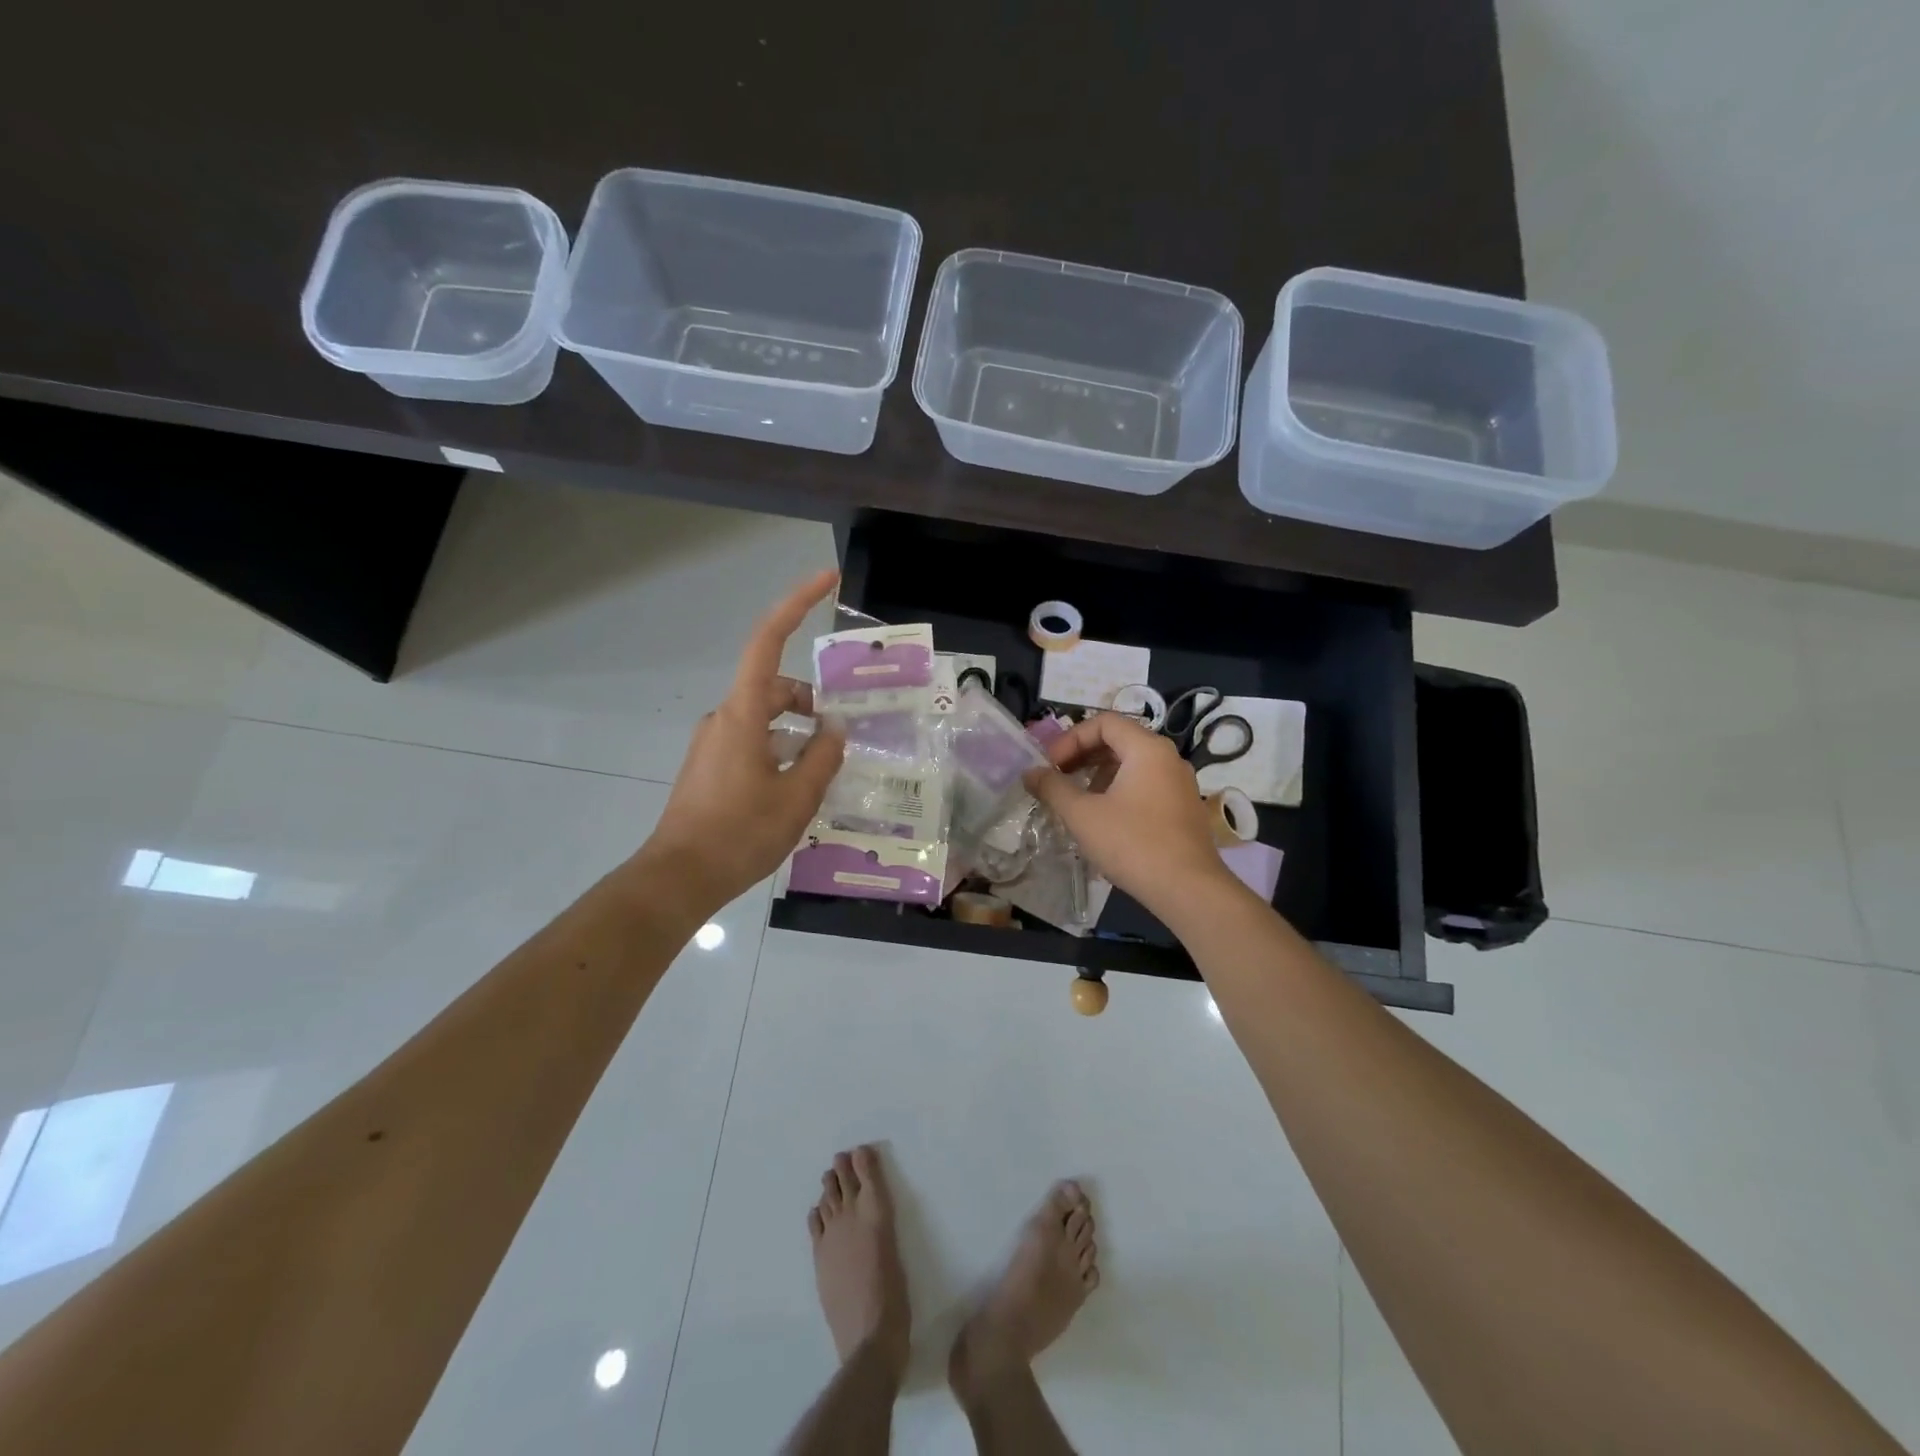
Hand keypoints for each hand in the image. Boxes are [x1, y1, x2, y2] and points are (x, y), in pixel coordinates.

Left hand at [641, 569, 845, 912]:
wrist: (679, 878)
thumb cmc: (740, 833)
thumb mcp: (797, 797)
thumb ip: (823, 756)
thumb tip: (834, 730)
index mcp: (742, 714)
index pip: (768, 641)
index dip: (796, 604)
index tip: (825, 579)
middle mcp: (723, 718)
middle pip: (774, 686)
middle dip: (811, 700)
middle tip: (845, 733)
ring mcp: (713, 742)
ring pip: (765, 718)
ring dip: (798, 731)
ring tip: (826, 768)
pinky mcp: (710, 766)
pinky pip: (753, 741)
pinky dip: (780, 748)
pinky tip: (798, 784)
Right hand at [1023, 712, 1238, 924]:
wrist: (1188, 890)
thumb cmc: (1132, 844)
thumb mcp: (1082, 815)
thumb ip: (1053, 788)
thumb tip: (1030, 773)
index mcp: (1147, 749)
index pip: (1104, 722)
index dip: (1071, 738)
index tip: (1051, 765)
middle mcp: (1168, 758)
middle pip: (1119, 740)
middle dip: (1083, 755)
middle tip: (1058, 778)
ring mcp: (1180, 784)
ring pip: (1132, 765)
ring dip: (1099, 775)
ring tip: (1077, 801)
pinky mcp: (1184, 809)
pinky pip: (1146, 785)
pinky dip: (1119, 790)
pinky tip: (1104, 820)